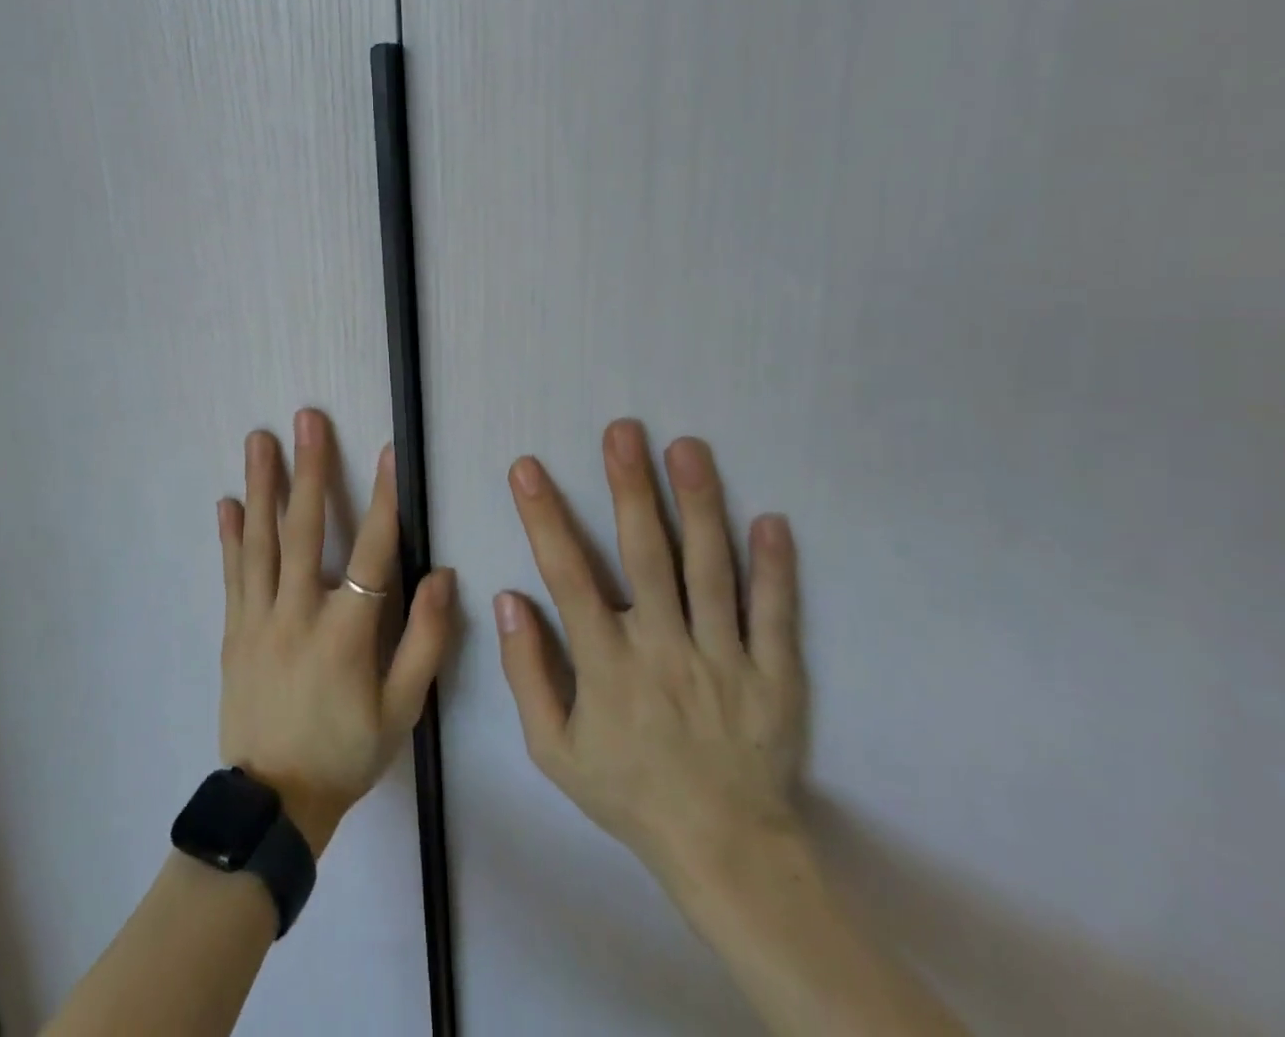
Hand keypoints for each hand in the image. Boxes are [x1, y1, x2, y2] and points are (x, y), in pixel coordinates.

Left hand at [217, 408, 456, 855]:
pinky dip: (230, 536)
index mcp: (346, 633)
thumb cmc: (347, 752)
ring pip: (261, 542)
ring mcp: (259, 619)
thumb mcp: (402, 711)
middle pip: (305, 530)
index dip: (385, 501)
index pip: (373, 553)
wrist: (275, 801)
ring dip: (262, 486)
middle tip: (306, 420)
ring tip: (259, 441)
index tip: (388, 453)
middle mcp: (298, 613)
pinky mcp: (234, 631)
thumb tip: (444, 577)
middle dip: (309, 470)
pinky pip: (233, 575)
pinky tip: (226, 503)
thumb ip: (425, 643)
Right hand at [495, 421, 808, 913]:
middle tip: (623, 431)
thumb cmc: (629, 793)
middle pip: (646, 556)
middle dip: (630, 488)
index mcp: (608, 666)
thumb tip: (510, 598)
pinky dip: (775, 568)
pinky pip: (775, 615)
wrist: (726, 853)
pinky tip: (771, 519)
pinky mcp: (775, 676)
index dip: (545, 517)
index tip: (527, 468)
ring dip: (699, 505)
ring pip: (710, 570)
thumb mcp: (554, 749)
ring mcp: (725, 660)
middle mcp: (665, 650)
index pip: (568, 577)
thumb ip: (527, 672)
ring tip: (688, 448)